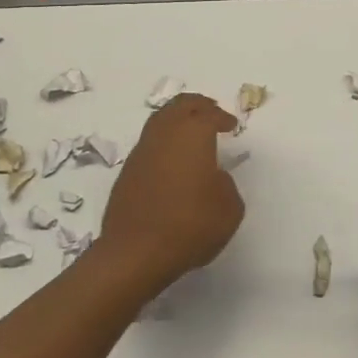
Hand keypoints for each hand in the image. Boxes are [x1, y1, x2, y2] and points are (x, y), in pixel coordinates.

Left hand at [100, 93, 244, 296]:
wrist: (135, 253)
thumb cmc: (190, 225)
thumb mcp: (229, 208)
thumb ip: (226, 185)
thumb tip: (213, 178)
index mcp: (192, 135)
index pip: (209, 115)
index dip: (222, 117)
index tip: (230, 125)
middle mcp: (164, 135)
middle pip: (179, 106)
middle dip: (196, 105)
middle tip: (209, 111)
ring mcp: (141, 152)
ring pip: (159, 121)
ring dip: (176, 120)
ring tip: (190, 133)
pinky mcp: (127, 172)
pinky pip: (149, 145)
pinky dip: (163, 143)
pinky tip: (171, 160)